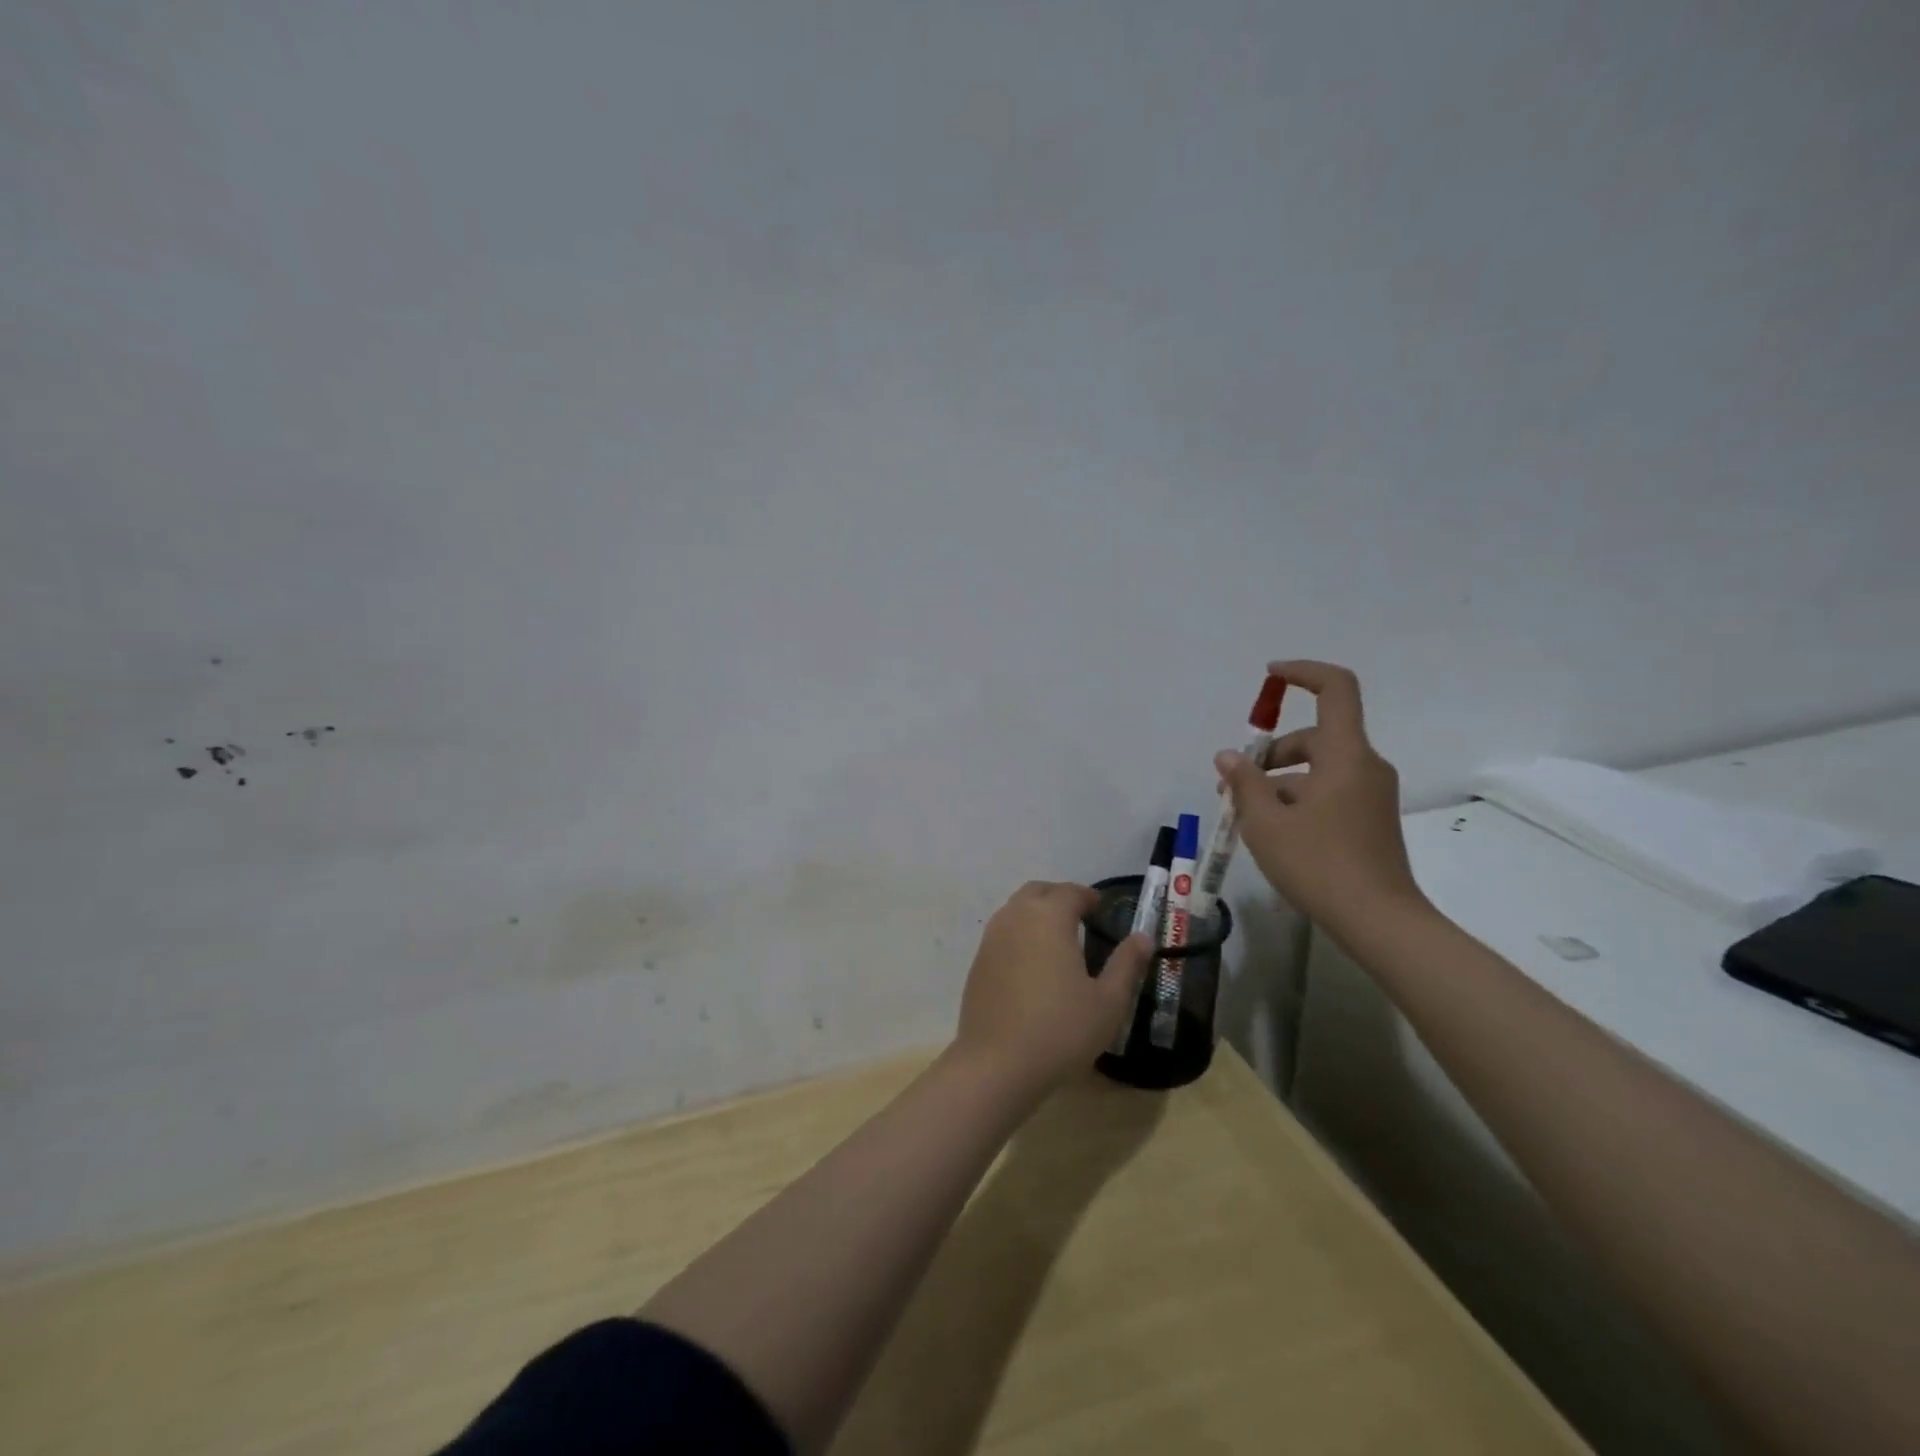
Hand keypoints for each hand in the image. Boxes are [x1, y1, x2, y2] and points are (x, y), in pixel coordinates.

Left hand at [953, 881, 1151, 1093]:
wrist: (997, 1063)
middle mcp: (1016, 917)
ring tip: (1057, 938)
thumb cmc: (1061, 1030)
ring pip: (1016, 909)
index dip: (1088, 896)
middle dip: (1059, 897)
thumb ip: (1127, 964)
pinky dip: (1019, 933)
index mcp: (1049, 918)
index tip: (1100, 907)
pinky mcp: (978, 962)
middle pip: (1038, 891)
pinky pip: (1002, 932)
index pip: (1070, 892)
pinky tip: (1032, 962)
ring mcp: (992, 938)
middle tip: (1080, 916)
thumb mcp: (1108, 1002)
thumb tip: (1143, 937)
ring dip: (1036, 912)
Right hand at [1215, 660, 1426, 931]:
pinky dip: (1299, 798)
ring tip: (1245, 815)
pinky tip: (1273, 831)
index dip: (1303, 673)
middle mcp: (1365, 766)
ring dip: (1280, 781)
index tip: (1270, 675)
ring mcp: (1371, 795)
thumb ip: (1245, 783)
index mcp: (1345, 755)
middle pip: (1315, 737)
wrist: (1378, 921)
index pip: (1335, 689)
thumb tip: (1229, 756)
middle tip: (1233, 783)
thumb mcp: (1266, 822)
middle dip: (1271, 753)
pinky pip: (1330, 791)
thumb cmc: (1318, 864)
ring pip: (1319, 769)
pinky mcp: (1371, 819)